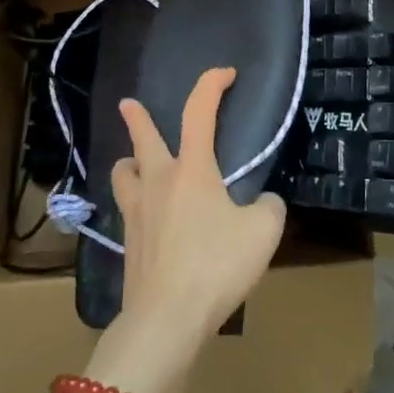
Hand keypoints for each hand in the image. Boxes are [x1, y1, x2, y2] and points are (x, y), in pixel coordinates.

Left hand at [113, 68, 287, 351]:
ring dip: (130, 162)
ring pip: (124, 174)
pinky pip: (129, 210)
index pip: (199, 112)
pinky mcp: (129, 244)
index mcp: (192, 170)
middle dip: (137, 118)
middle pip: (142, 139)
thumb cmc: (216, 265)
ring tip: (135, 164)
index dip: (211, 85)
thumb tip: (263, 203)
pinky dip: (136, 203)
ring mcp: (137, 214)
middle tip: (128, 103)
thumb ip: (269, 208)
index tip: (225, 73)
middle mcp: (158, 182)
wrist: (166, 319)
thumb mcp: (263, 233)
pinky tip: (148, 218)